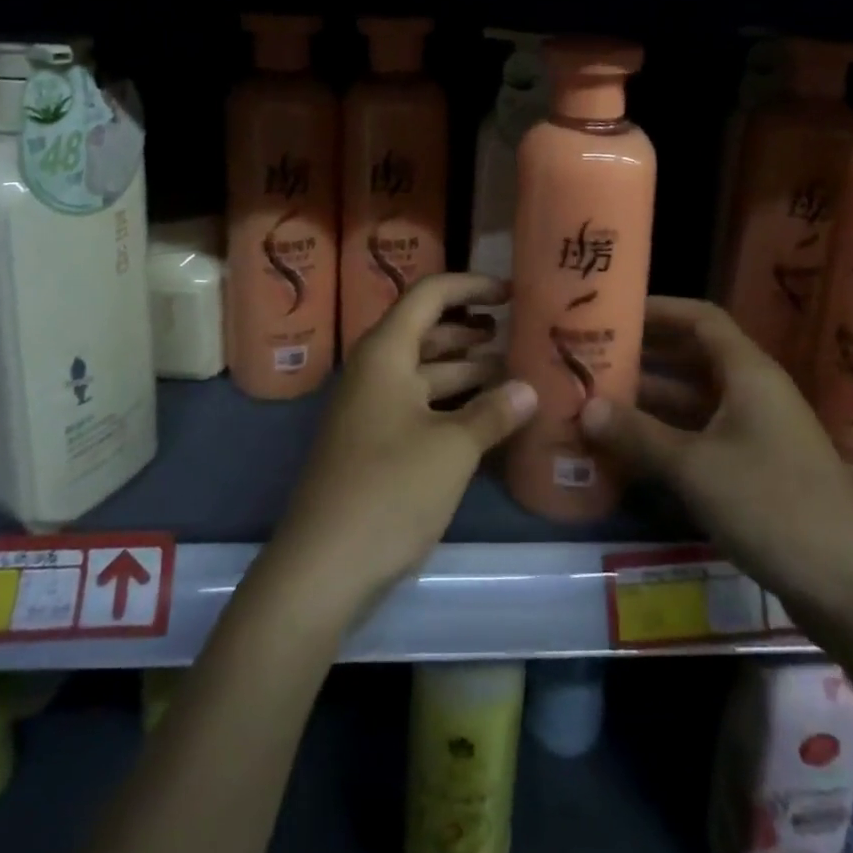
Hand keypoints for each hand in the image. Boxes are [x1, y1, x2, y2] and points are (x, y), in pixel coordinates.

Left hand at [265, 273, 537, 623]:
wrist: (322, 566)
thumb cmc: (389, 490)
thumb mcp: (452, 449)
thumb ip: (493, 413)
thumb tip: (529, 389)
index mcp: (386, 352)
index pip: (429, 294)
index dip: (471, 286)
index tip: (511, 293)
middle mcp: (375, 369)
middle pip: (427, 330)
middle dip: (472, 328)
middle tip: (518, 332)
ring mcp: (372, 407)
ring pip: (425, 370)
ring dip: (466, 367)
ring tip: (513, 369)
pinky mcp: (374, 441)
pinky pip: (419, 404)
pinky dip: (453, 402)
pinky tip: (488, 415)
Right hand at [581, 297, 852, 624]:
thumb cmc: (773, 506)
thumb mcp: (695, 468)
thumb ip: (638, 434)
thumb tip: (585, 407)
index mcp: (749, 373)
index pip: (701, 319)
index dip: (659, 310)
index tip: (615, 312)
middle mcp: (756, 393)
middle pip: (695, 358)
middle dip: (646, 357)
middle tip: (595, 360)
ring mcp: (761, 434)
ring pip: (697, 402)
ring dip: (653, 401)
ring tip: (600, 403)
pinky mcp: (761, 471)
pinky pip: (706, 437)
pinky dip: (671, 437)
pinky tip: (633, 452)